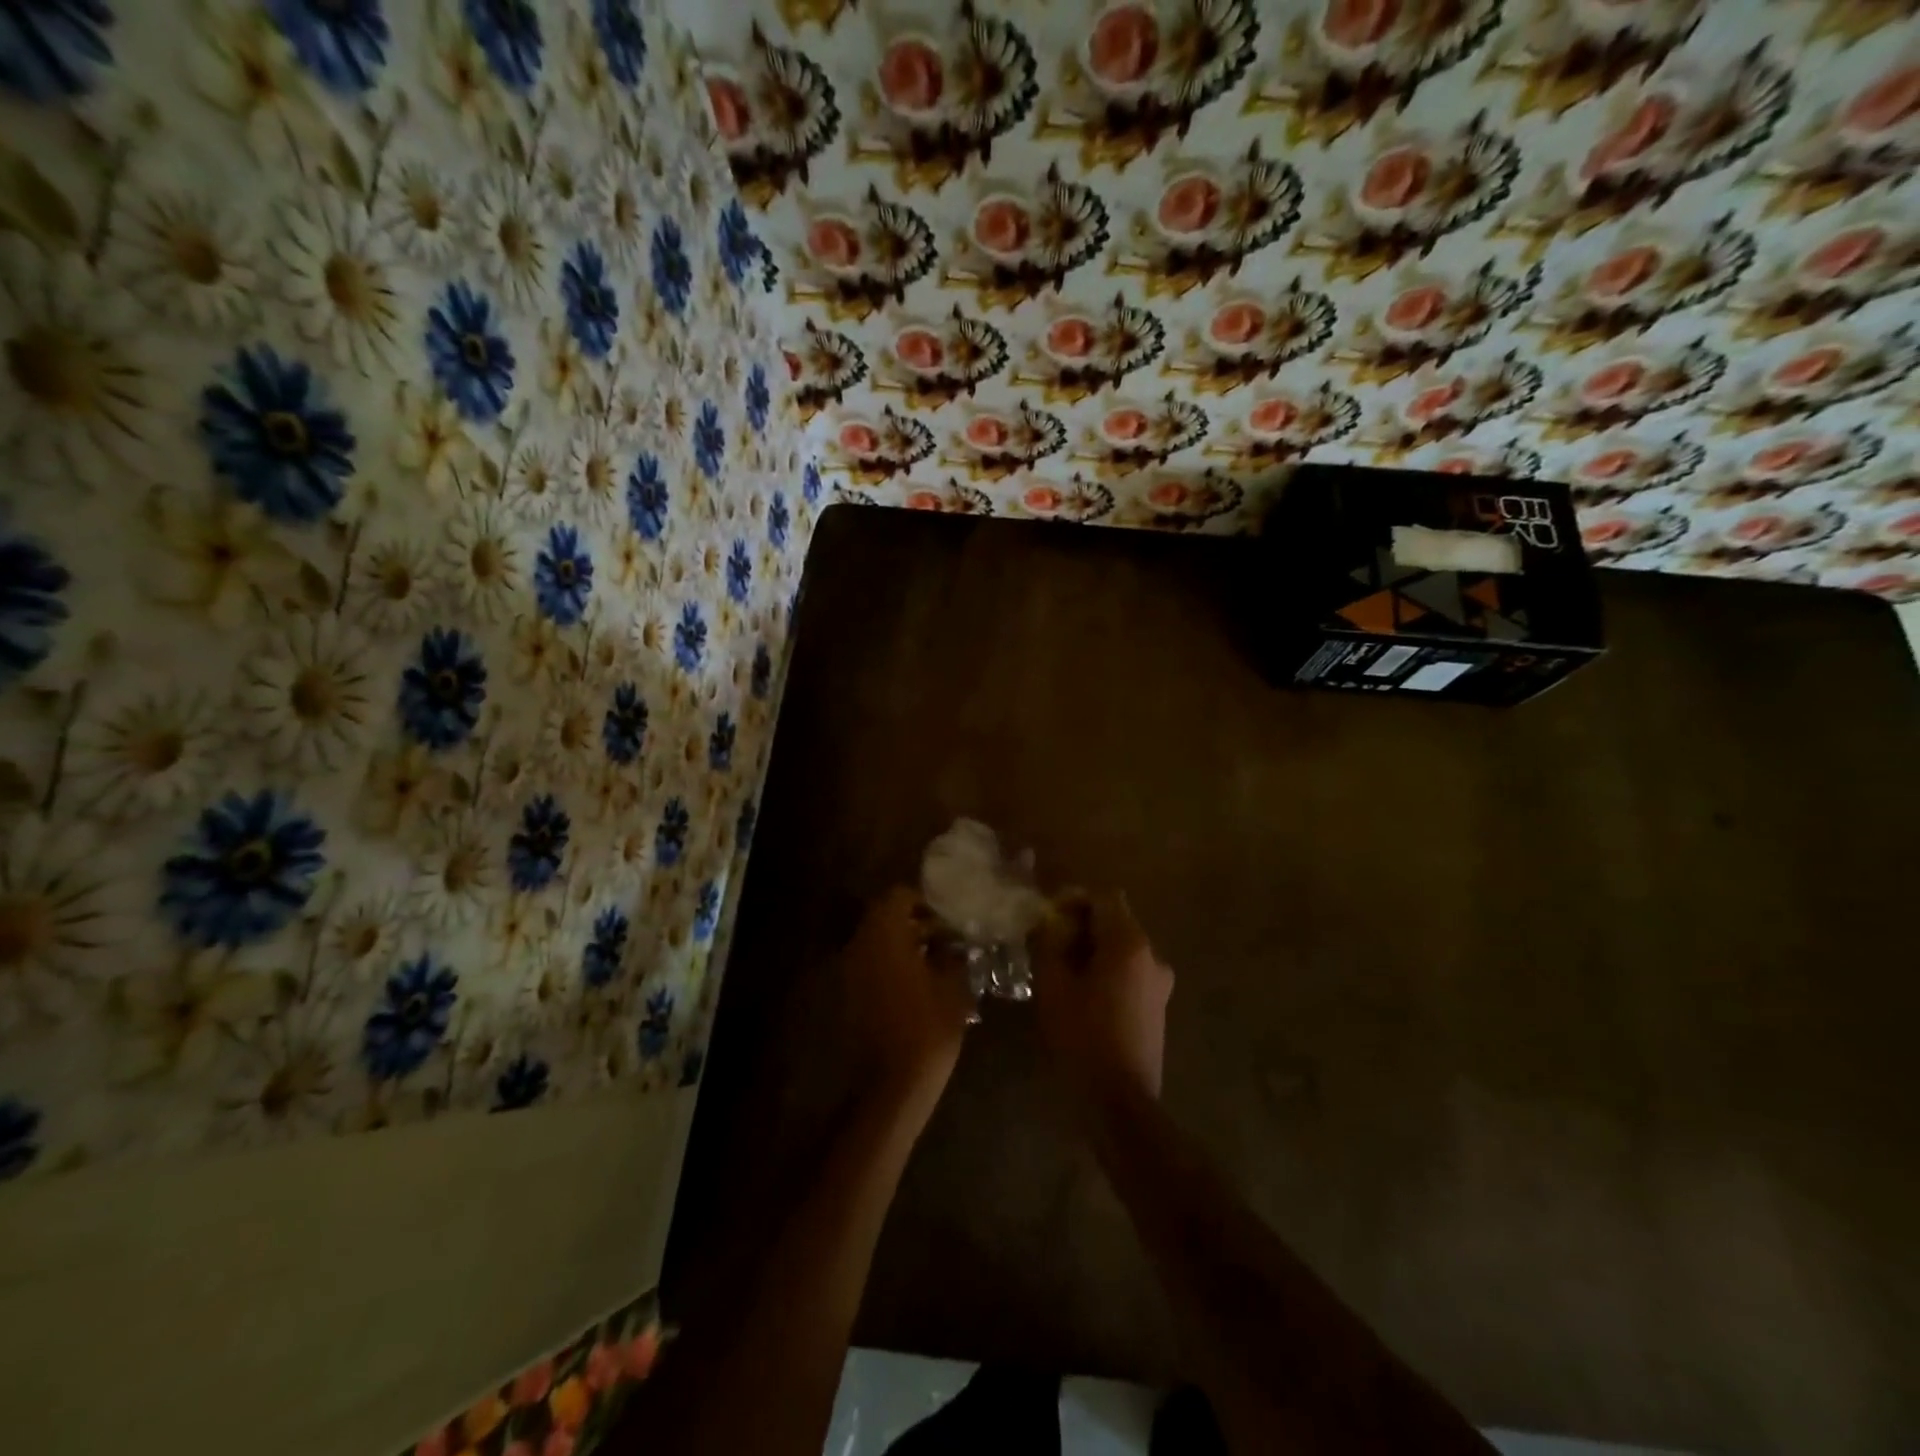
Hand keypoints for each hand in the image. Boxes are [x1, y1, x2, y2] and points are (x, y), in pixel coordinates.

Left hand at [845, 887, 974, 1108]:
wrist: (891, 1085)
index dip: (926, 902)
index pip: (899, 896)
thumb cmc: (928, 1029)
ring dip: (904, 944)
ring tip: (937, 961)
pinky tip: (919, 984)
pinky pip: (870, 964)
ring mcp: (849, 970)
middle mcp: (860, 944)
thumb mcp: (954, 985)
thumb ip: (953, 953)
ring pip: (877, 940)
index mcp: (884, 934)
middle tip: (947, 938)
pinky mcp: (847, 994)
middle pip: (885, 916)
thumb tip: (955, 941)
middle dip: (916, 922)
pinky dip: (891, 964)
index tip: (949, 917)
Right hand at [1033, 890, 1172, 1103]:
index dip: (1074, 900)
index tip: (1048, 917)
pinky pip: (1130, 973)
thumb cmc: (1082, 1038)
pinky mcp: (1159, 1007)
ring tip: (1061, 971)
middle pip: (1115, 921)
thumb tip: (1047, 922)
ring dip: (1093, 950)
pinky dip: (1107, 972)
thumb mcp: (1052, 986)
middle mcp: (1152, 955)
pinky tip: (1083, 996)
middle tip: (1048, 944)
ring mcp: (1160, 983)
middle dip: (1081, 926)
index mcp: (1129, 943)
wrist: (1120, 1102)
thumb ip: (1048, 943)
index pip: (1104, 897)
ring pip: (1122, 949)